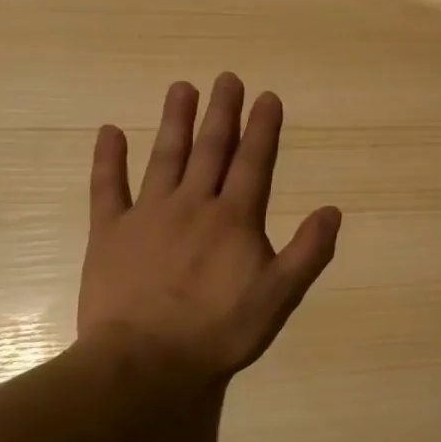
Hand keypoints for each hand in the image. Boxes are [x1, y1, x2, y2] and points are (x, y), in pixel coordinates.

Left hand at [78, 74, 341, 382]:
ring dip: (175, 121)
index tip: (267, 96)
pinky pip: (107, 188)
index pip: (254, 162)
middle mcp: (194, 204)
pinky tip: (109, 131)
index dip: (263, 128)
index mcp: (235, 217)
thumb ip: (309, 251)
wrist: (144, 363)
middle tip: (227, 78)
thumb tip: (333, 210)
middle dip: (222, 112)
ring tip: (182, 88)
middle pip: (211, 149)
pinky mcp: (110, 233)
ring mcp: (148, 215)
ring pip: (165, 157)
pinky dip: (108, 159)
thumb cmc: (218, 330)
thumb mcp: (279, 296)